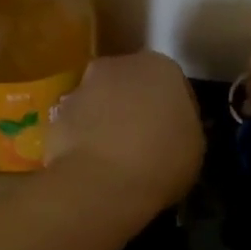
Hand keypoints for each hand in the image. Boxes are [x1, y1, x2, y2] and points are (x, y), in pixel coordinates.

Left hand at [46, 51, 204, 215]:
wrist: (100, 183)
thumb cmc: (161, 161)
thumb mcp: (194, 146)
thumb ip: (183, 125)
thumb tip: (171, 128)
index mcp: (160, 67)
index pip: (173, 84)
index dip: (176, 111)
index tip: (176, 135)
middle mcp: (117, 66)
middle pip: (131, 85)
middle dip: (137, 106)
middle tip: (145, 141)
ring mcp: (81, 88)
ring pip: (101, 102)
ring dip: (107, 120)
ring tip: (116, 157)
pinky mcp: (56, 114)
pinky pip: (78, 125)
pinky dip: (84, 138)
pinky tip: (93, 165)